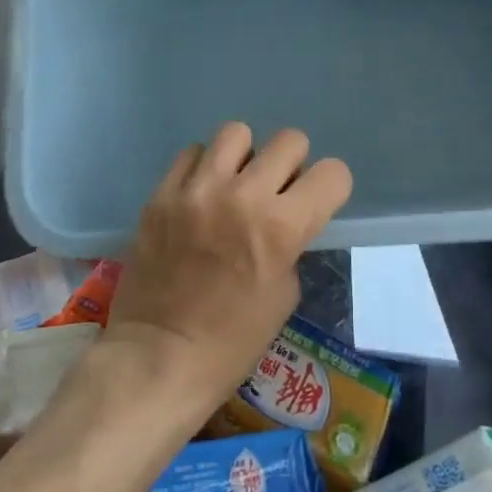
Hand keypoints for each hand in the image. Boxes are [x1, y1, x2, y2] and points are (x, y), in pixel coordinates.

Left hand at [103, 123, 352, 421]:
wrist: (158, 358)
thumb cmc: (232, 341)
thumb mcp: (285, 294)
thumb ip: (291, 242)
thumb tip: (286, 214)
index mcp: (281, 228)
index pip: (332, 173)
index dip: (330, 187)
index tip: (318, 201)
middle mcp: (242, 197)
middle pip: (289, 140)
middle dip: (292, 165)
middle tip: (276, 191)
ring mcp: (197, 191)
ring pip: (237, 133)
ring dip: (244, 157)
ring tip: (234, 184)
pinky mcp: (161, 194)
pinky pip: (192, 154)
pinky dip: (203, 169)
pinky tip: (200, 195)